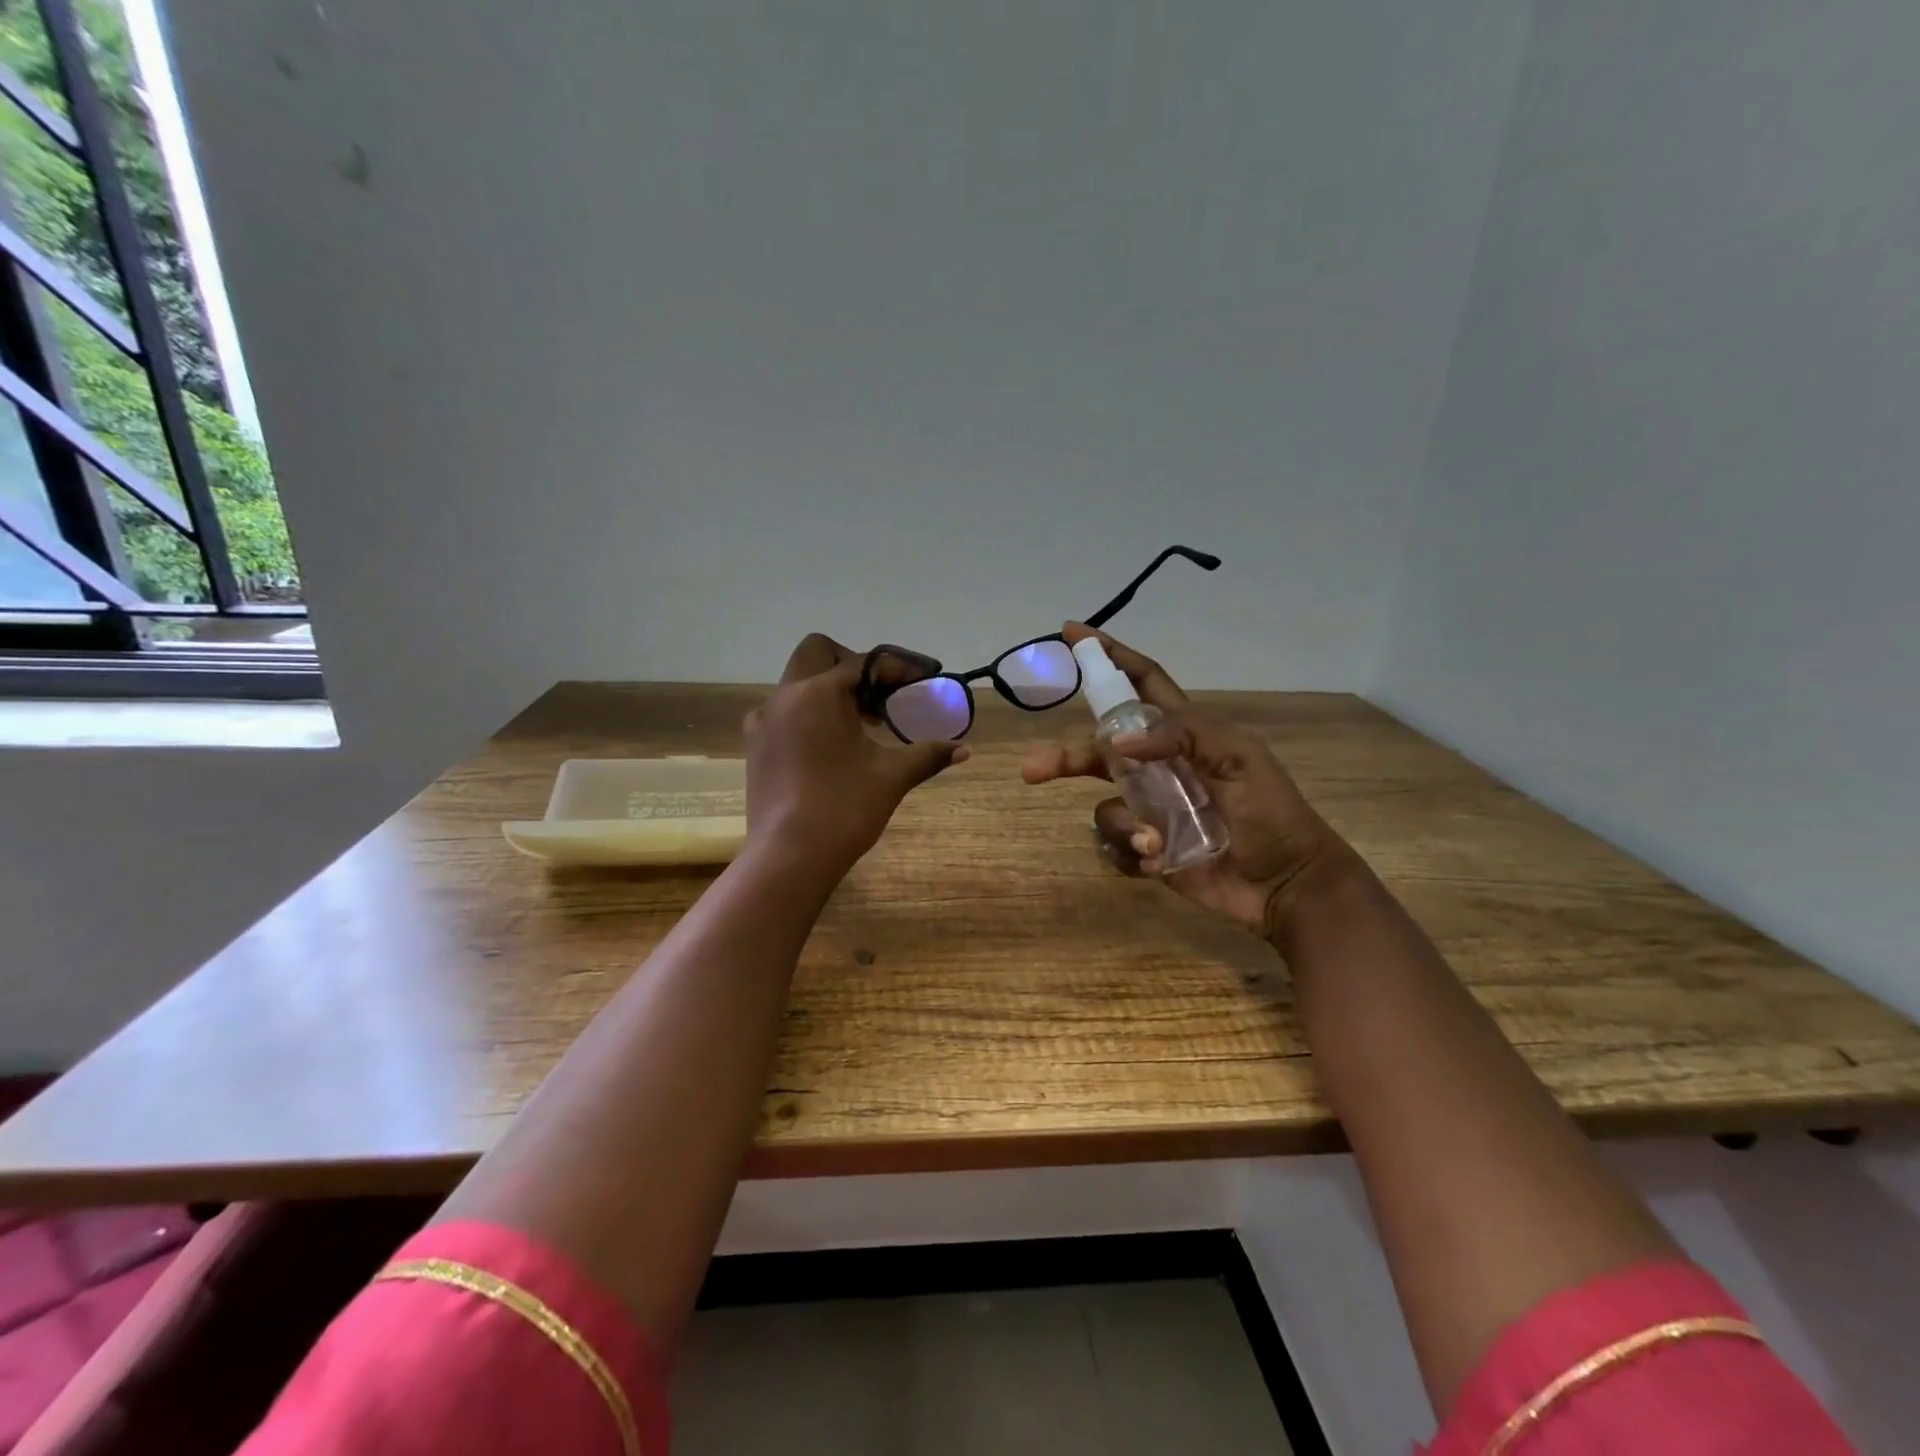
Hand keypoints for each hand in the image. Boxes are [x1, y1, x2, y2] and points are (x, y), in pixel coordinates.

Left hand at [745, 633, 969, 871]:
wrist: (789, 857)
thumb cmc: (844, 809)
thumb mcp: (892, 777)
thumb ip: (927, 754)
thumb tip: (964, 749)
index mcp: (819, 693)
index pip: (863, 663)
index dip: (897, 669)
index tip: (921, 681)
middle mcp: (785, 696)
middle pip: (818, 653)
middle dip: (852, 664)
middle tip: (880, 693)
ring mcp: (764, 721)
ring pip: (798, 683)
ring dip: (831, 690)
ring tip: (863, 723)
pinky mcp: (756, 746)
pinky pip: (785, 712)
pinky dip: (811, 714)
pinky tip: (832, 746)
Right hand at [1021, 624, 1352, 942]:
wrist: (1287, 885)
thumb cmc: (1271, 813)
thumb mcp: (1239, 758)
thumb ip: (1182, 735)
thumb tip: (1117, 742)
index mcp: (1183, 735)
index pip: (1141, 683)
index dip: (1109, 655)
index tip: (1071, 634)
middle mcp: (1158, 768)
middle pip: (1099, 749)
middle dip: (1066, 756)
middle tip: (1034, 769)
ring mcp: (1150, 810)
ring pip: (1105, 806)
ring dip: (1125, 824)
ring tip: (1156, 843)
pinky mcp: (1148, 849)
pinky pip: (1115, 845)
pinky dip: (1130, 853)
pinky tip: (1160, 862)